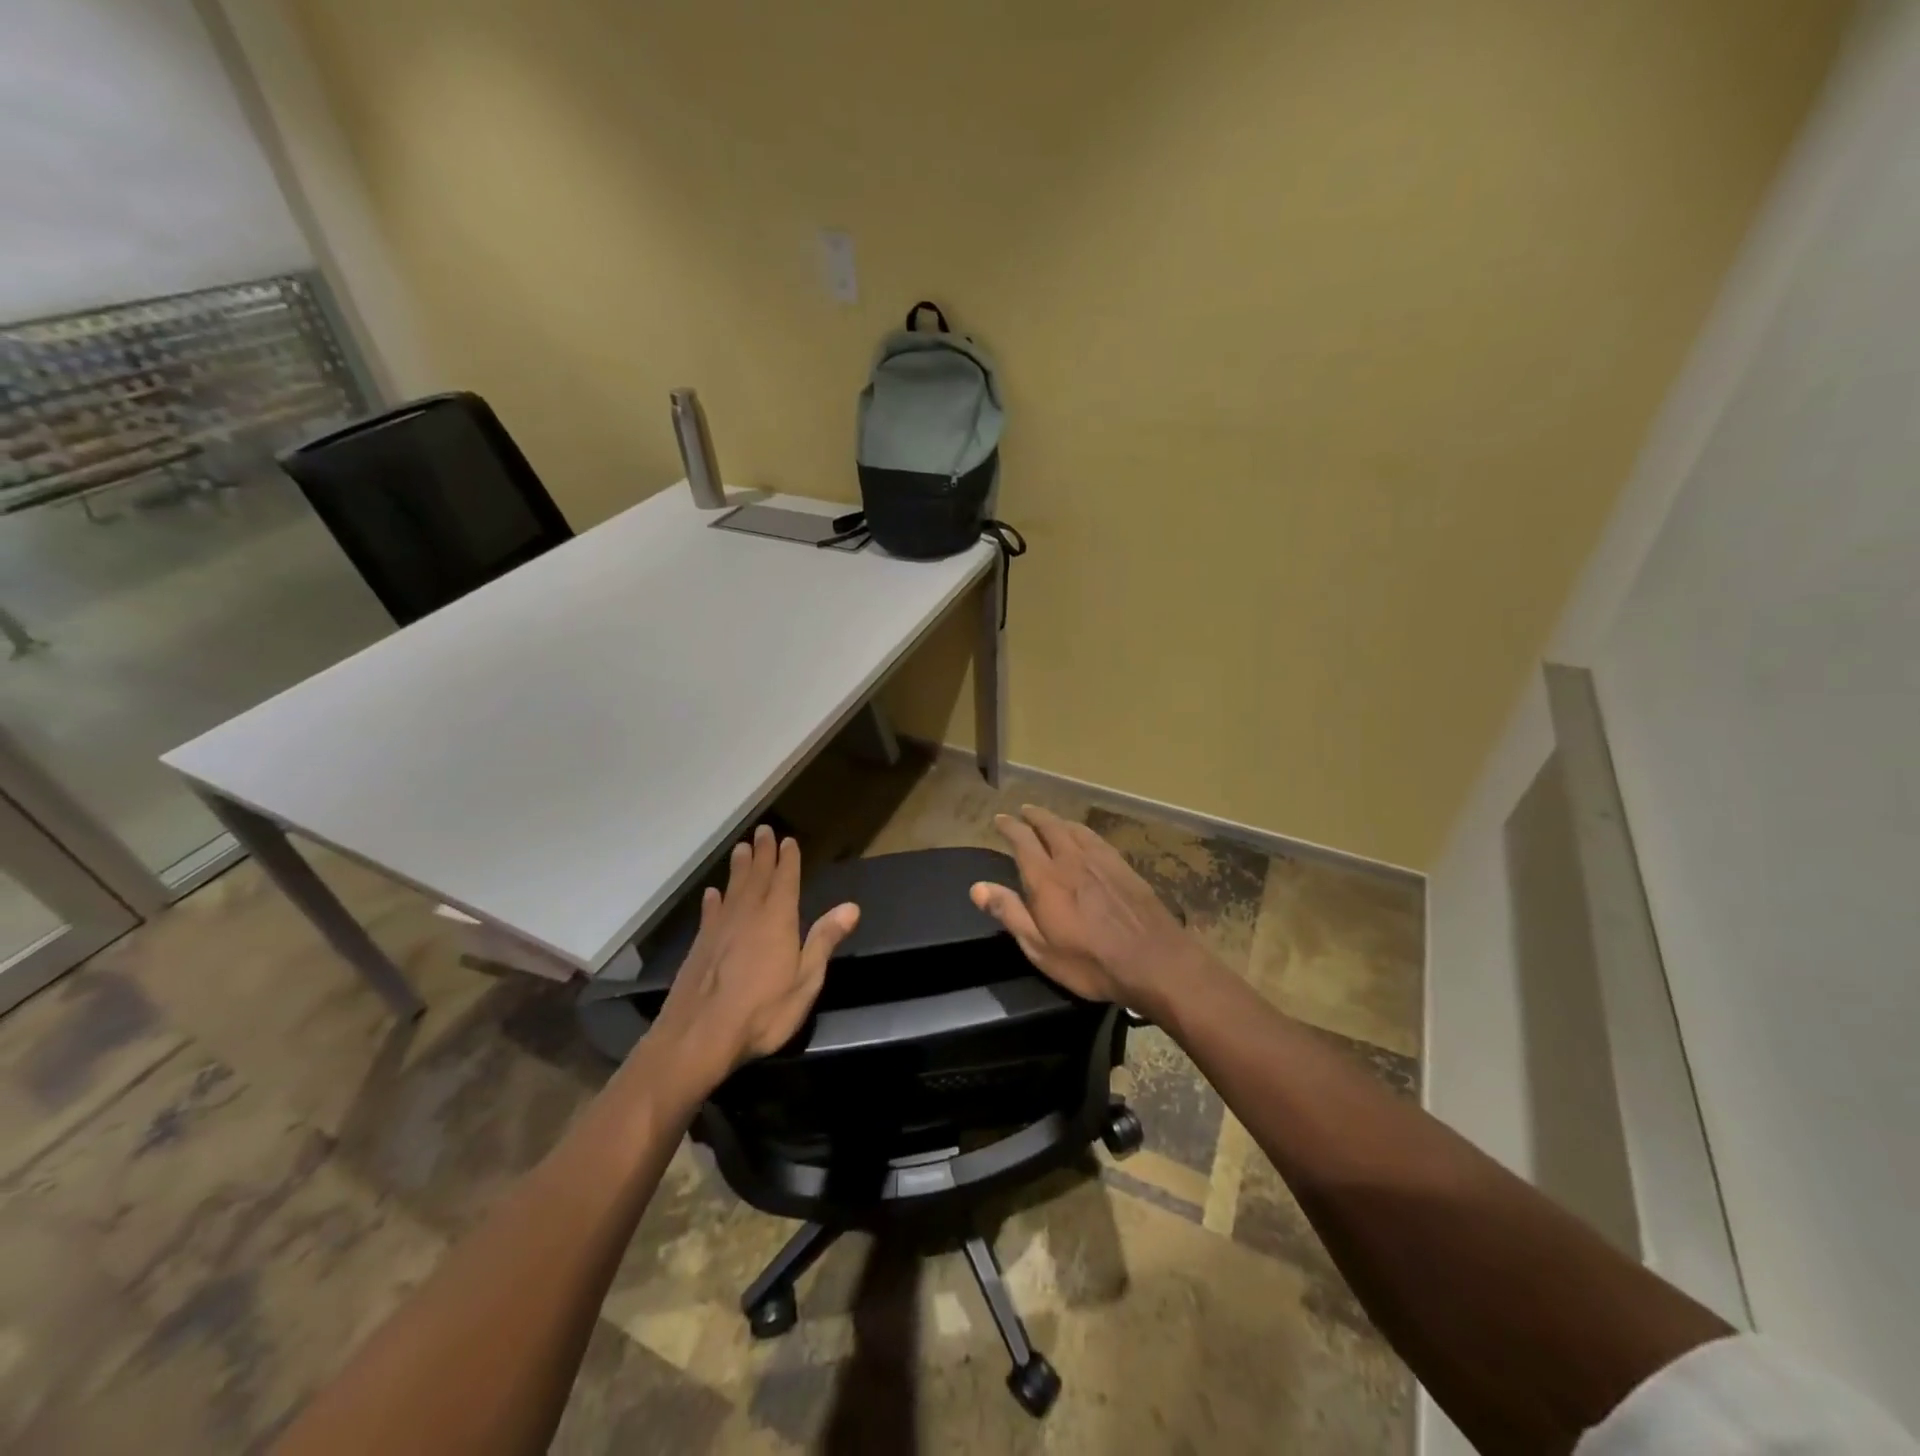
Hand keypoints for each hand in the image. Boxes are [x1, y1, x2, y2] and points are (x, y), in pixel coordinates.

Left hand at [650, 826, 858, 1092]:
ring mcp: (720, 929)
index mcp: (777, 920)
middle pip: (757, 876)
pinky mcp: (700, 946)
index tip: (788, 840)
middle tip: (763, 831)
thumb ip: (824, 940)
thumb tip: (851, 906)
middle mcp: (747, 915)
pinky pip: (709, 913)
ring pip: (732, 889)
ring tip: (741, 849)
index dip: (788, 859)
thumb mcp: (805, 980)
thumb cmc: (762, 1011)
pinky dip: (713, 901)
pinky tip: (712, 895)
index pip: (785, 880)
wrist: (699, 1036)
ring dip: (738, 868)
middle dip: (762, 853)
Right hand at [970, 804, 1199, 1013]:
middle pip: (1050, 826)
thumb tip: (976, 887)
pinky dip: (1082, 830)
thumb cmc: (1090, 962)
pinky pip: (1096, 838)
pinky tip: (1084, 835)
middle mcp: (1072, 860)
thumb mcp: (1040, 948)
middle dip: (1033, 816)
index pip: (1023, 841)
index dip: (1009, 827)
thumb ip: (1009, 913)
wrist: (1154, 961)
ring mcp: (1101, 860)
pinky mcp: (1124, 867)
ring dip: (1057, 820)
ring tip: (1049, 818)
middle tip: (1023, 811)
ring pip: (1074, 829)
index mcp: (1047, 878)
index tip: (1000, 819)